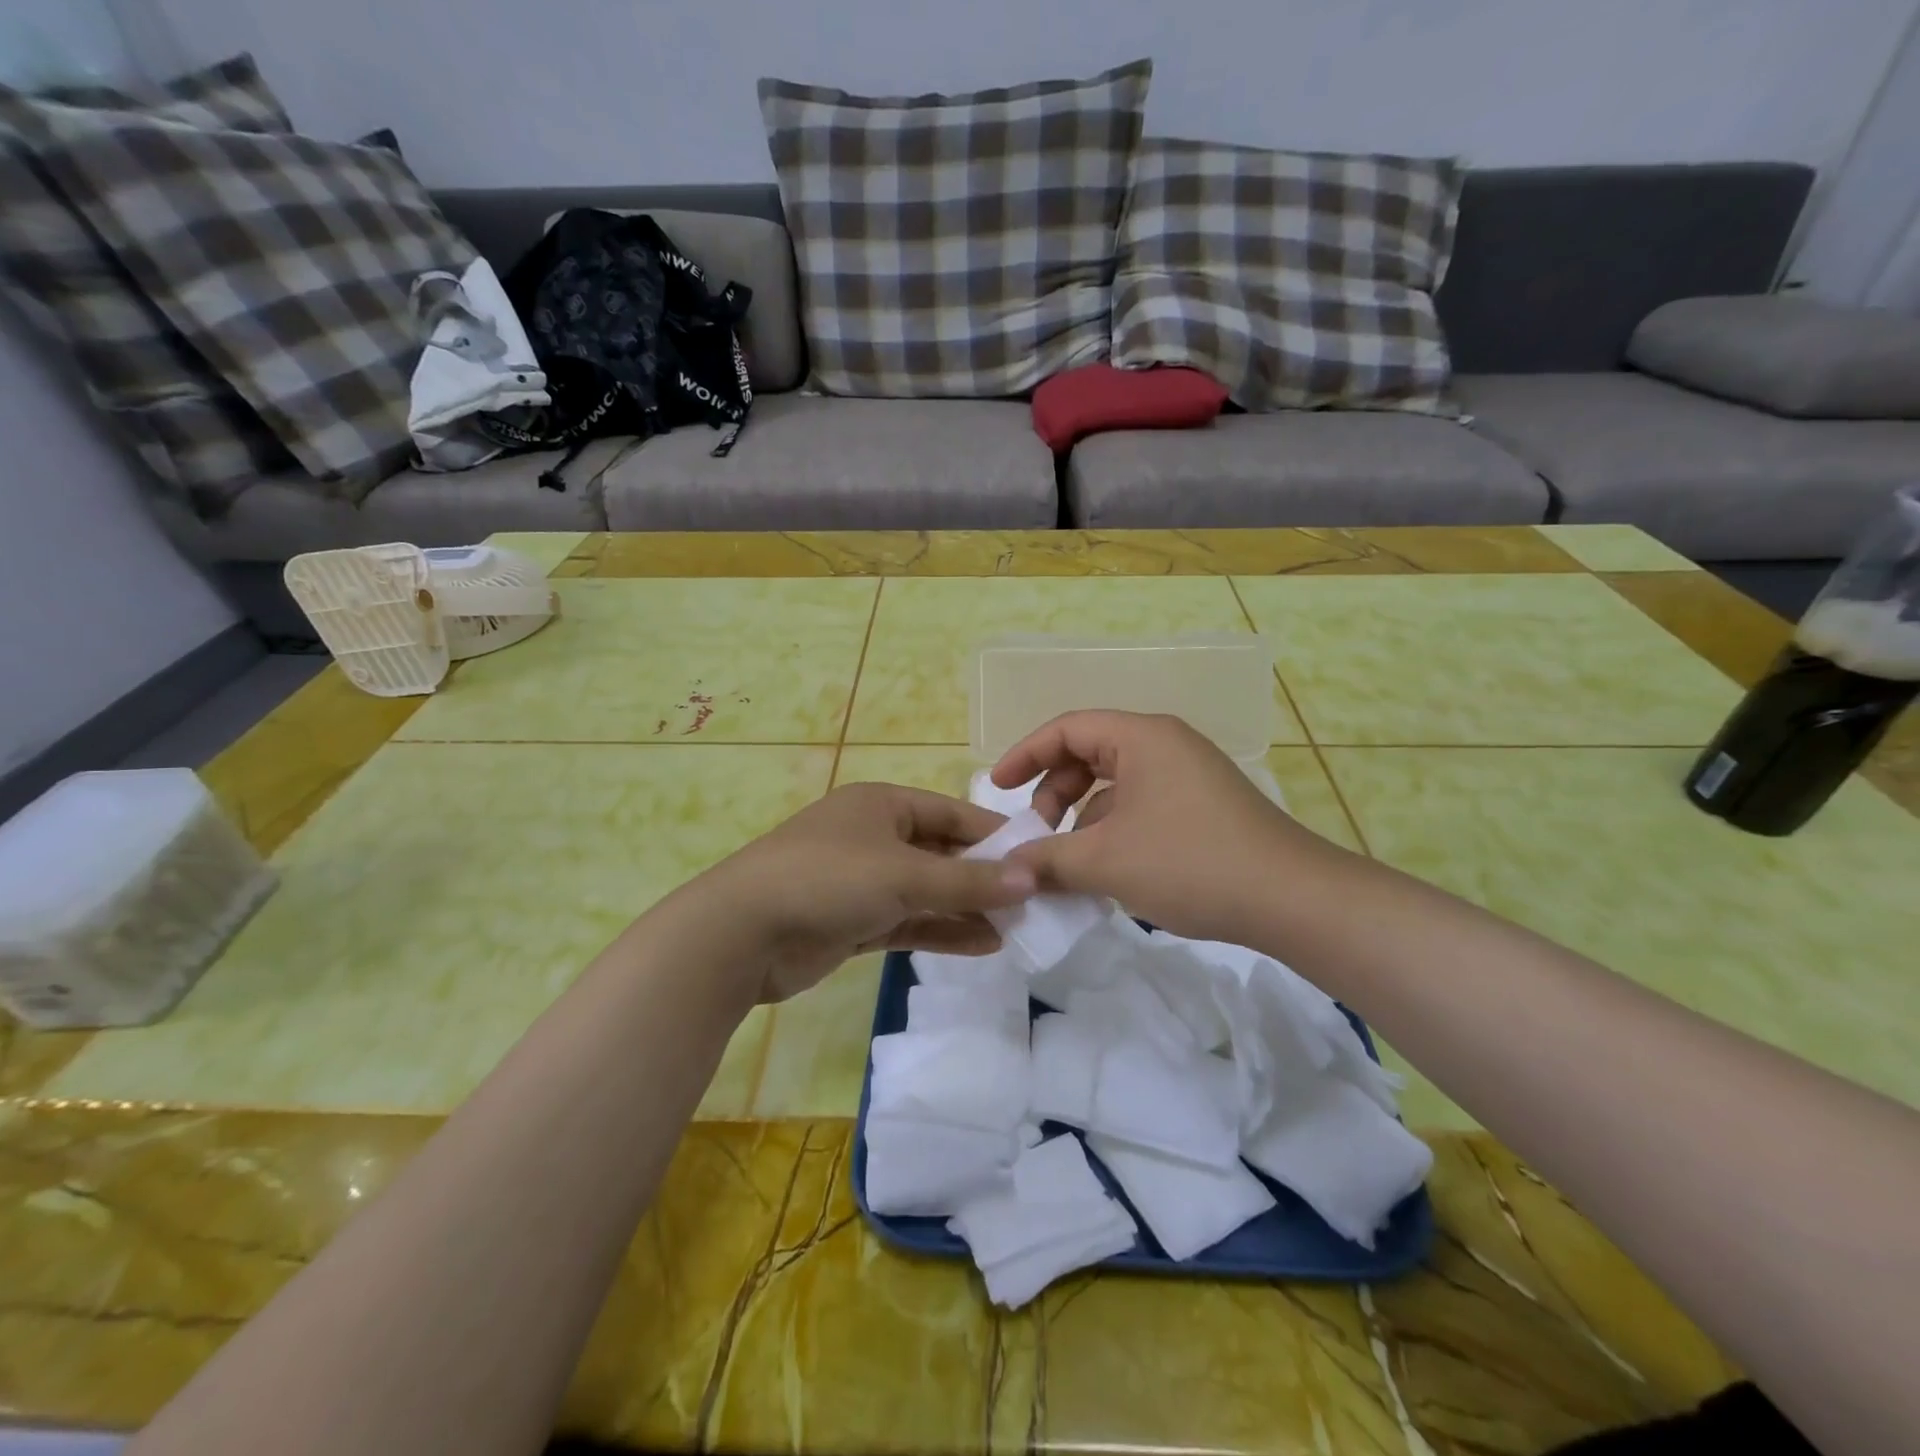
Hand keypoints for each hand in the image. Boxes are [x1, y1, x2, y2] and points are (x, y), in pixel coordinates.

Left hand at [684, 782, 1036, 1002]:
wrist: (740, 934)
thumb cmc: (828, 880)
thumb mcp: (904, 875)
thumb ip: (968, 882)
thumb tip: (1031, 879)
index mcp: (882, 805)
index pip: (952, 814)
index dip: (995, 837)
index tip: (1039, 859)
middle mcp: (874, 837)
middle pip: (942, 854)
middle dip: (984, 878)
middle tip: (1034, 901)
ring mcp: (862, 882)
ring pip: (927, 892)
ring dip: (967, 908)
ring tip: (1017, 928)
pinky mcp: (853, 922)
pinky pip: (909, 922)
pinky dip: (942, 931)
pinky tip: (984, 945)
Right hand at [990, 711, 1338, 944]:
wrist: (1292, 899)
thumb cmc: (1191, 863)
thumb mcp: (1106, 861)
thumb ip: (1048, 858)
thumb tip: (1008, 867)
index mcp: (1141, 738)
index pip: (1067, 728)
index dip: (1025, 754)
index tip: (997, 787)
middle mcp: (1165, 746)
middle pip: (1089, 754)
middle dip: (1053, 792)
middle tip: (1036, 834)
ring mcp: (1187, 776)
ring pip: (1114, 786)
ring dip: (1081, 819)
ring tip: (1067, 863)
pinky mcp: (1201, 807)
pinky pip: (1139, 807)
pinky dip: (1112, 832)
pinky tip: (1105, 871)